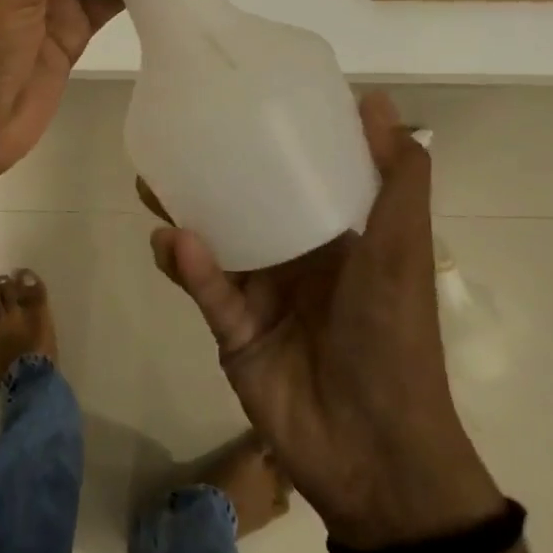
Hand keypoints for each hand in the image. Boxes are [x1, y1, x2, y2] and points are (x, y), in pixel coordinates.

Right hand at [147, 93, 502, 547]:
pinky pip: (206, 290)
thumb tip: (377, 100)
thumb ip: (396, 180)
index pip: (300, 176)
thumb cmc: (394, 337)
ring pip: (214, 244)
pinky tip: (170, 241)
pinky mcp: (233, 331)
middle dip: (211, 176)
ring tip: (150, 186)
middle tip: (174, 142)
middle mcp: (295, 259)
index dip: (273, 141)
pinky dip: (189, 266)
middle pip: (245, 205)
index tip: (240, 102)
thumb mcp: (402, 250)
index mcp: (337, 236)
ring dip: (184, 216)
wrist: (375, 452)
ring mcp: (261, 295)